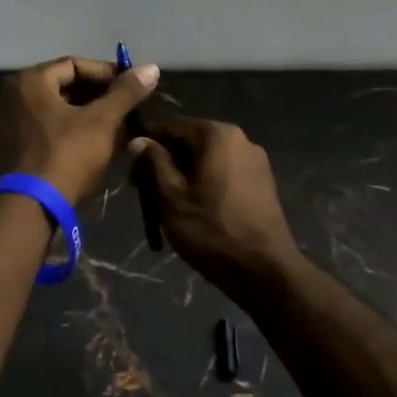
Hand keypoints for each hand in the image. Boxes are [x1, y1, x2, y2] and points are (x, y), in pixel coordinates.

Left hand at [0, 56, 161, 203]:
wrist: (32, 206)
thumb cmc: (66, 155)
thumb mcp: (101, 121)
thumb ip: (126, 92)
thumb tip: (152, 67)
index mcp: (30, 81)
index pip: (74, 64)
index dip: (107, 73)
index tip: (133, 86)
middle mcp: (15, 96)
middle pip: (65, 86)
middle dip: (99, 96)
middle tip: (128, 107)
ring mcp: (12, 122)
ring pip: (59, 109)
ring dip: (89, 114)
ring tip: (119, 126)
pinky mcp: (16, 147)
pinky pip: (49, 128)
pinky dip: (73, 130)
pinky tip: (98, 143)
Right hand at [128, 116, 301, 298]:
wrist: (264, 271)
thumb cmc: (211, 230)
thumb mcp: (171, 197)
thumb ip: (154, 163)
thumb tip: (138, 140)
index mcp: (218, 135)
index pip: (171, 126)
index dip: (146, 144)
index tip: (131, 171)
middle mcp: (241, 139)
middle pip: (191, 141)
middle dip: (165, 161)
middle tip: (146, 191)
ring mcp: (256, 161)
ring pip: (207, 158)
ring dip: (184, 174)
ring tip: (169, 204)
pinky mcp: (263, 183)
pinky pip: (224, 172)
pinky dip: (205, 182)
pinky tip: (196, 208)